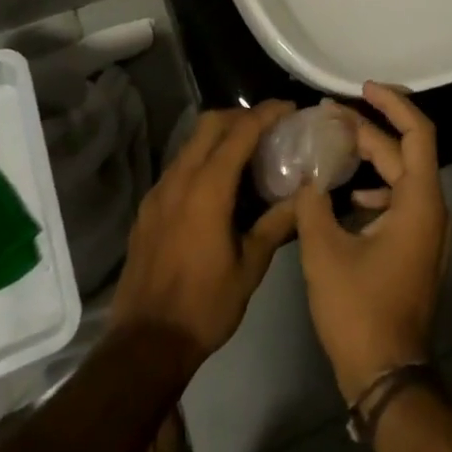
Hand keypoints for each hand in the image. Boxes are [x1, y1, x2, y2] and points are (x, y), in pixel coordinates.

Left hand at [109, 102, 299, 369]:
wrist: (145, 344)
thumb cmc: (204, 306)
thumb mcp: (250, 267)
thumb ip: (276, 223)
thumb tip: (306, 195)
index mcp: (208, 188)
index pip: (240, 132)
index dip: (267, 114)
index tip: (289, 108)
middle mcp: (180, 178)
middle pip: (210, 123)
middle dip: (240, 116)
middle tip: (268, 127)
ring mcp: (159, 191)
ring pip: (190, 142)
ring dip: (219, 136)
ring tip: (246, 154)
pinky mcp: (148, 207)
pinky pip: (178, 166)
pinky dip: (201, 159)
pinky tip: (216, 186)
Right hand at [295, 83, 451, 402]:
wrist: (387, 377)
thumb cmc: (359, 310)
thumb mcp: (324, 251)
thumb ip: (312, 203)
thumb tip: (306, 175)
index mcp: (420, 202)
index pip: (418, 132)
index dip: (393, 104)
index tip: (364, 89)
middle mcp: (432, 210)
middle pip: (405, 152)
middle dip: (369, 129)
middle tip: (330, 115)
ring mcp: (428, 232)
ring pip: (402, 177)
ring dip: (371, 158)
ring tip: (334, 145)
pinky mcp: (417, 249)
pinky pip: (401, 201)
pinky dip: (376, 188)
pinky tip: (348, 195)